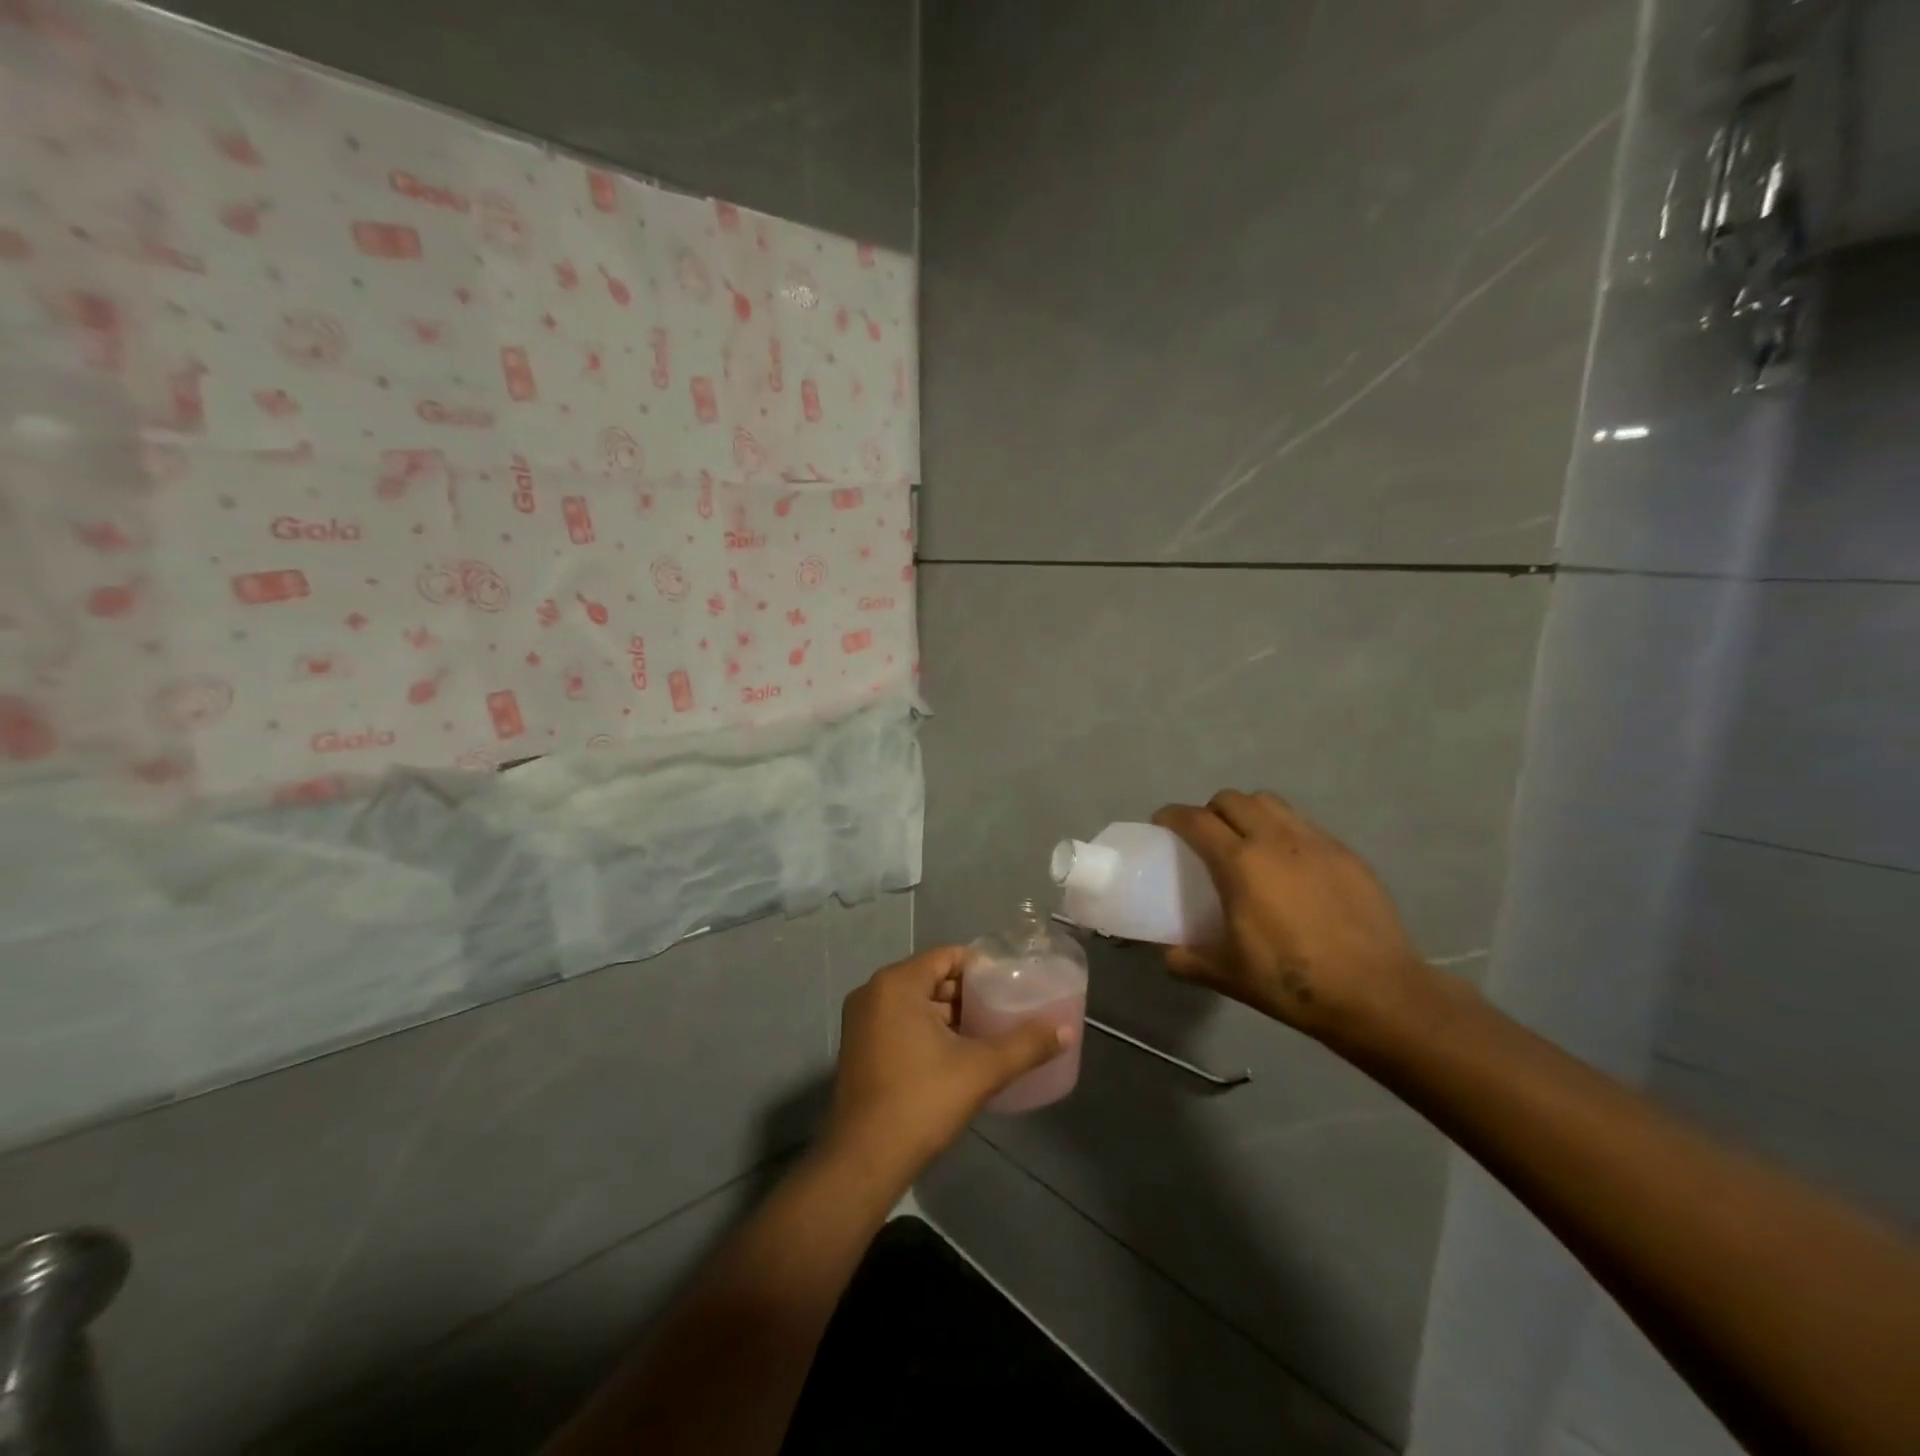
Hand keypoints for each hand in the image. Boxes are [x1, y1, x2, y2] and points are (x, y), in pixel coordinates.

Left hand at [825, 947, 1072, 1177]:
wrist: (864, 1160)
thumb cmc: (922, 1101)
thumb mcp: (981, 1070)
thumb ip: (1025, 1045)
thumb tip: (1066, 1031)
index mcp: (896, 984)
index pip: (946, 956)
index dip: (980, 967)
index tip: (1009, 982)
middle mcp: (873, 993)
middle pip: (930, 978)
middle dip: (966, 993)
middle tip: (1003, 1007)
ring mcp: (860, 1021)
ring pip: (914, 1003)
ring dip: (948, 1013)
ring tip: (987, 1030)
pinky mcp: (858, 1048)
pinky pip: (899, 1022)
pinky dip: (926, 1029)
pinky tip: (957, 1052)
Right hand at [1153, 790, 1434, 1043]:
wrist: (1377, 994)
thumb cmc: (1292, 983)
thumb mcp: (1227, 975)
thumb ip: (1188, 959)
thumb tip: (1168, 953)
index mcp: (1240, 863)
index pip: (1195, 819)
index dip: (1172, 816)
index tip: (1162, 825)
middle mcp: (1275, 840)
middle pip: (1232, 800)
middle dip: (1210, 810)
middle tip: (1206, 838)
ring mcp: (1316, 842)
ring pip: (1271, 803)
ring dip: (1249, 812)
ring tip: (1247, 843)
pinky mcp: (1346, 854)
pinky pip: (1304, 825)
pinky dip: (1285, 832)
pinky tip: (1291, 867)